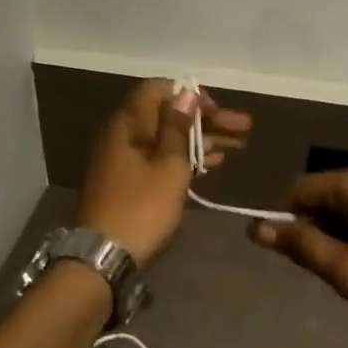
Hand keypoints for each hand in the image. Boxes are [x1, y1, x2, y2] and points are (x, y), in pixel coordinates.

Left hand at [76, 79, 252, 267]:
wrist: (103, 257)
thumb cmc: (142, 207)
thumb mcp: (168, 166)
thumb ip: (178, 128)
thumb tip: (185, 93)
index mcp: (128, 123)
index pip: (158, 90)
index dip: (189, 96)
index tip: (217, 110)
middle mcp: (123, 134)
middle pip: (167, 115)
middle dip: (206, 120)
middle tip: (245, 128)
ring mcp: (123, 159)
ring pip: (167, 138)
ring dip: (201, 140)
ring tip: (239, 146)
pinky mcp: (127, 181)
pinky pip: (159, 157)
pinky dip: (185, 158)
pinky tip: (212, 164)